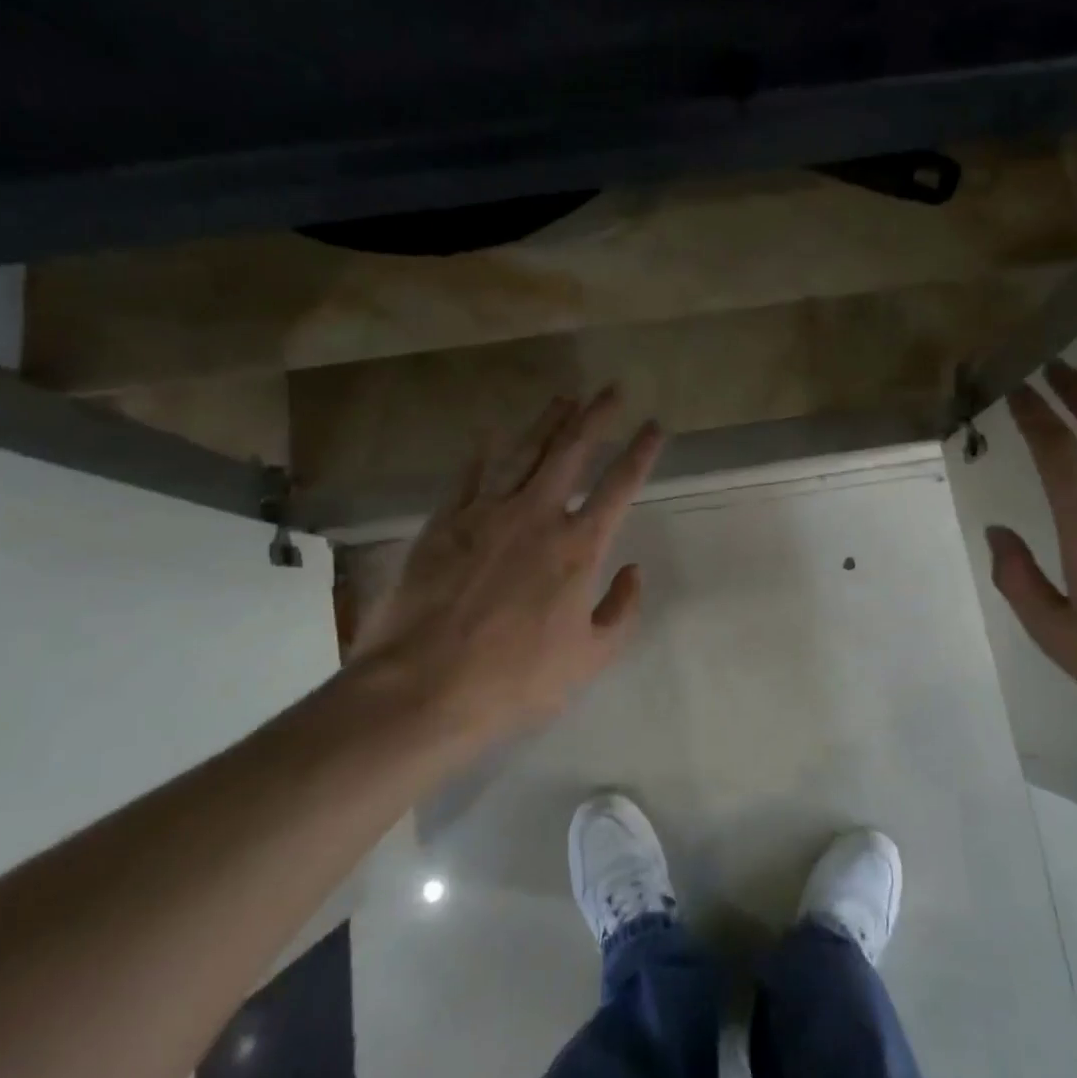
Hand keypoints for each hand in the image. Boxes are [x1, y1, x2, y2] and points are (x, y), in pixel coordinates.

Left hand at [346, 387, 664, 748]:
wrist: (422, 688)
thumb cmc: (515, 680)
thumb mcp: (589, 658)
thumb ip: (621, 610)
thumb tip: (633, 570)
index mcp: (577, 547)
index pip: (619, 485)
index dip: (641, 452)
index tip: (654, 426)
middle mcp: (535, 516)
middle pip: (571, 450)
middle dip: (596, 415)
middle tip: (612, 389)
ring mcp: (485, 514)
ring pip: (522, 452)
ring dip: (546, 421)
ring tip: (564, 397)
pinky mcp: (444, 523)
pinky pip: (469, 474)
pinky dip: (484, 451)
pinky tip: (492, 433)